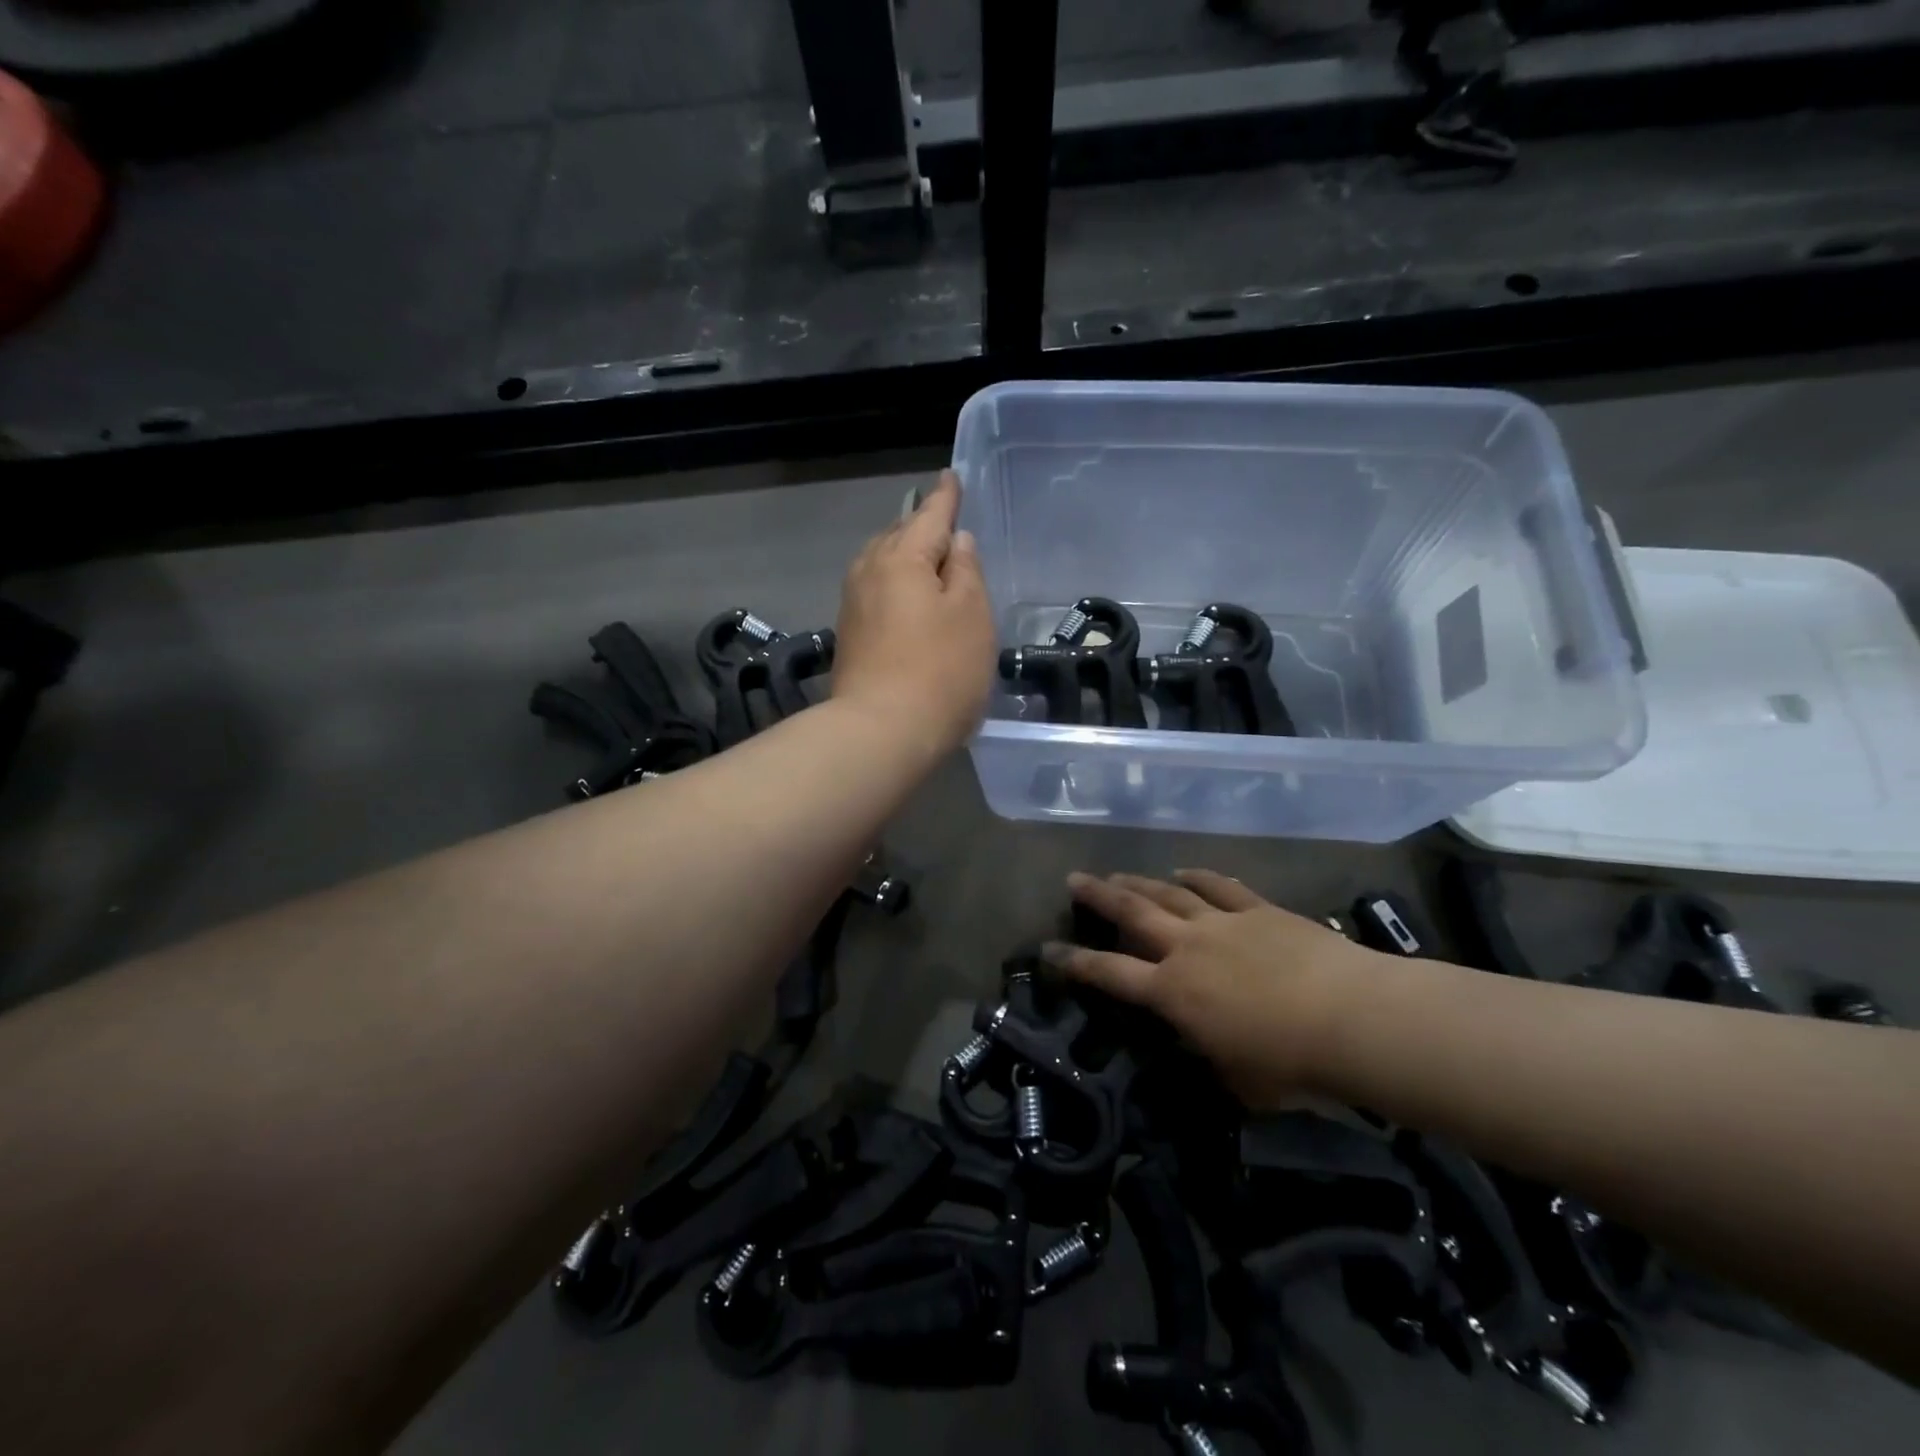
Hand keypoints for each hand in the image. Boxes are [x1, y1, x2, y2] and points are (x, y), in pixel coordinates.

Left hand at [833, 470, 994, 757]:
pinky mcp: (849, 635)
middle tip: (945, 521)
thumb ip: (967, 571)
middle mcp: (870, 570)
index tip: (951, 477)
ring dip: (906, 556)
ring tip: (928, 559)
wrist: (880, 732)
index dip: (946, 497)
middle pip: (900, 536)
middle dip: (922, 525)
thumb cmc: (940, 671)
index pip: (930, 514)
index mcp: (903, 557)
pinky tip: (908, 599)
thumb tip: (955, 542)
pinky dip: (896, 585)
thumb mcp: (972, 616)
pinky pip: (876, 591)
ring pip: (883, 564)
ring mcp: (853, 604)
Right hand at [1044, 870, 1388, 1106]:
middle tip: (1074, 879)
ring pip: (1169, 894)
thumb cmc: (1290, 1064)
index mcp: (1173, 993)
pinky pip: (1219, 886)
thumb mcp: (1235, 1078)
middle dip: (1099, 896)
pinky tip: (1183, 871)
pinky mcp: (1258, 910)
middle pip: (1132, 913)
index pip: (1110, 974)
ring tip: (1118, 873)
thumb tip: (1200, 1041)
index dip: (1075, 962)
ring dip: (1140, 882)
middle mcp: (1187, 948)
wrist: (1351, 1019)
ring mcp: (1222, 923)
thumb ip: (1208, 1053)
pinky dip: (1198, 877)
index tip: (1048, 950)